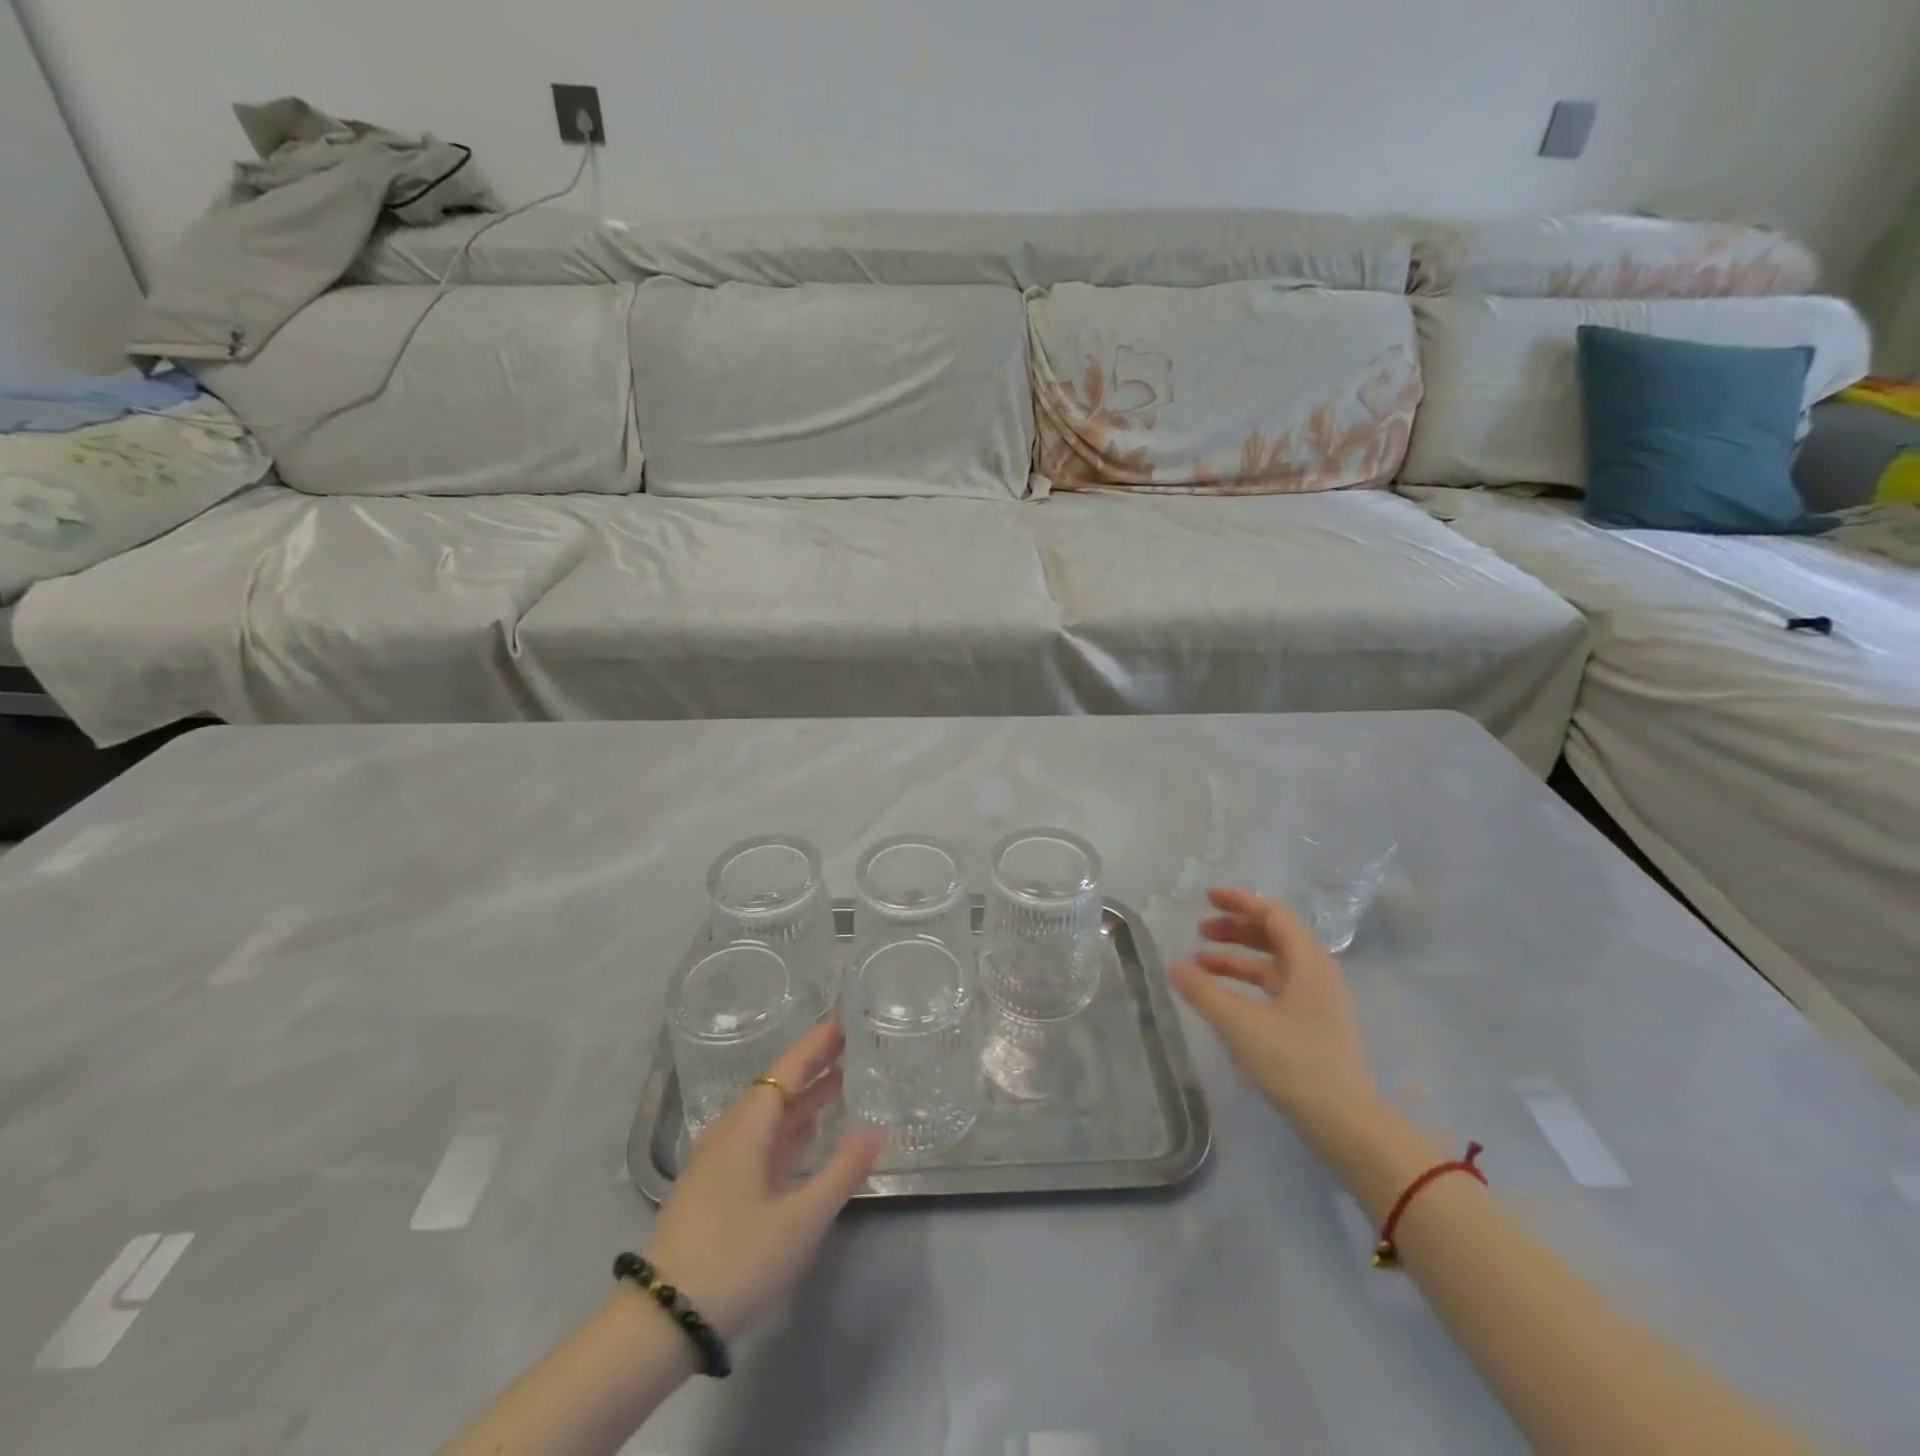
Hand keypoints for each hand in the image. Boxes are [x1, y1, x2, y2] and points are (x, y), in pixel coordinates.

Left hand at [642, 1022, 884, 1341]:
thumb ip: (842, 1171)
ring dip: (803, 1099)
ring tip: (839, 1083)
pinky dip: (789, 1128)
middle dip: (813, 1066)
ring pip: (768, 1115)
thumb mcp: (801, 1219)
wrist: (662, 1319)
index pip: (786, 1070)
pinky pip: (759, 1139)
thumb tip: (876, 1129)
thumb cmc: (736, 1259)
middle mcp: (731, 1132)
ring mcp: (719, 1160)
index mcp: (748, 1127)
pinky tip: (807, 1135)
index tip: (842, 1022)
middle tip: (851, 1047)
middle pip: (777, 1087)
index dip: (815, 1045)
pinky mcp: (715, 1187)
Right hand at [1170, 888, 1380, 1151]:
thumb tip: (1174, 966)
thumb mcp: (1239, 1024)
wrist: (1345, 1124)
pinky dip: (1249, 982)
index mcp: (1309, 962)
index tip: (1206, 898)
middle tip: (1200, 929)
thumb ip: (1203, 992)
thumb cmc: (1294, 1063)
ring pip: (1274, 964)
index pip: (1273, 915)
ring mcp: (1319, 1000)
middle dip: (1235, 929)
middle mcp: (1318, 973)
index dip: (1239, 902)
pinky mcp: (1315, 1024)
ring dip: (1237, 958)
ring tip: (1200, 963)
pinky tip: (1224, 997)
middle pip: (1274, 936)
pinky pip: (1278, 987)